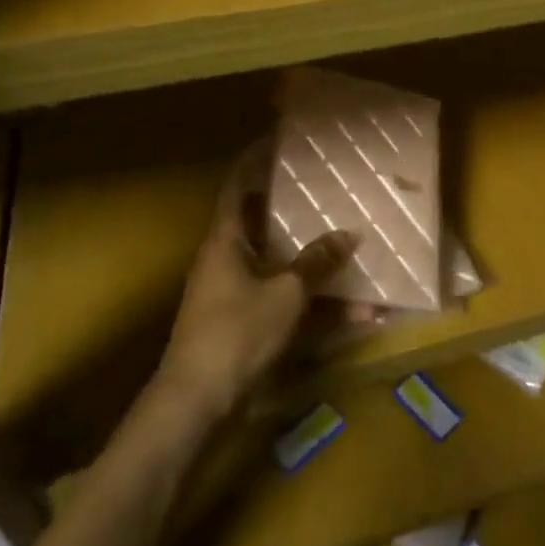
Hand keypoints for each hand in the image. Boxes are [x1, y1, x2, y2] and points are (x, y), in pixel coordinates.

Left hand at [158, 162, 351, 424]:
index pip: (239, 186)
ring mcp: (233, 292)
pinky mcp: (243, 323)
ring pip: (277, 263)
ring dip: (311, 260)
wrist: (195, 404)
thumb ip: (316, 263)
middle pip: (262, 222)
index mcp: (226, 239)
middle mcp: (226, 259)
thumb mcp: (285, 294)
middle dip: (295, 209)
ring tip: (348, 246)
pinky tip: (349, 311)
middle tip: (328, 191)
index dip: (256, 160)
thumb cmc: (236, 334)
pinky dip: (310, 299)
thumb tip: (348, 234)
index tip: (281, 140)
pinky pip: (282, 297)